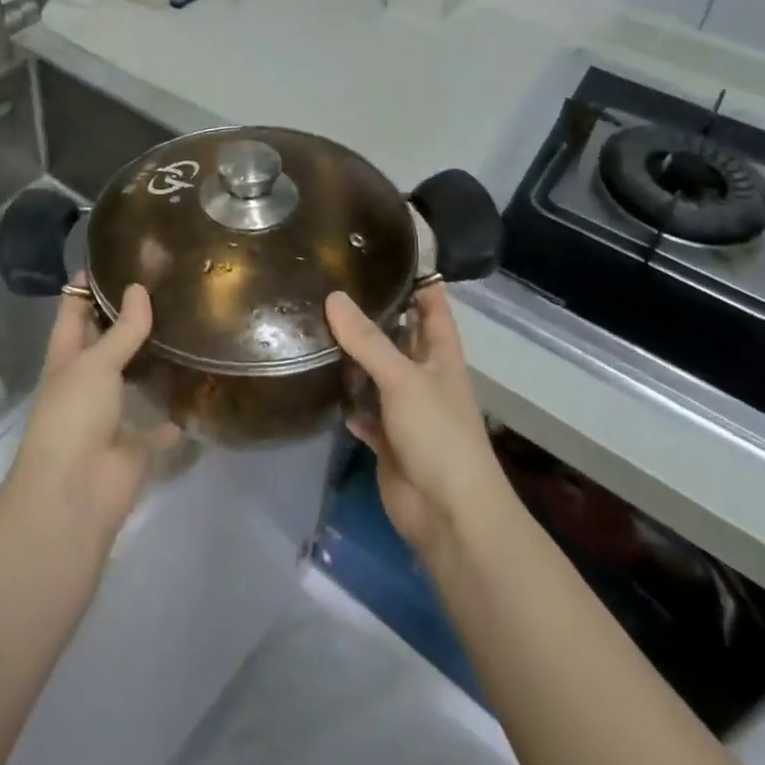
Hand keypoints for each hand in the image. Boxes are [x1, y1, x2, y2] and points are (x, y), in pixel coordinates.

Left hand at [8, 282, 175, 550]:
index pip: (74, 311)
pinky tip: (204, 383)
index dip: (86, 286)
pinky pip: (163, 423)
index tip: (113, 256)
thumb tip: (139, 289)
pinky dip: (178, 411)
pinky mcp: (138, 444)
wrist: (75, 495)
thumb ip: (122, 329)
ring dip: (156, 358)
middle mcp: (88, 381)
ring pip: (136, 378)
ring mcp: (113, 414)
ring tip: (190, 320)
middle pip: (108, 341)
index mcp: (67, 357)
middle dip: (130, 317)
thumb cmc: (73, 416)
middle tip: (167, 283)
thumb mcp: (94, 363)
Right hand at [327, 283, 505, 557]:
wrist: (449, 516)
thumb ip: (368, 339)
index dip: (417, 277)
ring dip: (353, 356)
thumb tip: (333, 296)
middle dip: (372, 312)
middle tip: (331, 281)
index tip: (386, 249)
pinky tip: (321, 383)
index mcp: (440, 353)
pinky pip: (364, 411)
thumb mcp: (403, 378)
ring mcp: (406, 408)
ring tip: (314, 322)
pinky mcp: (388, 438)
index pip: (432, 303)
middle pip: (398, 334)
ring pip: (376, 371)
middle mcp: (424, 374)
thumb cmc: (438, 435)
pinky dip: (348, 400)